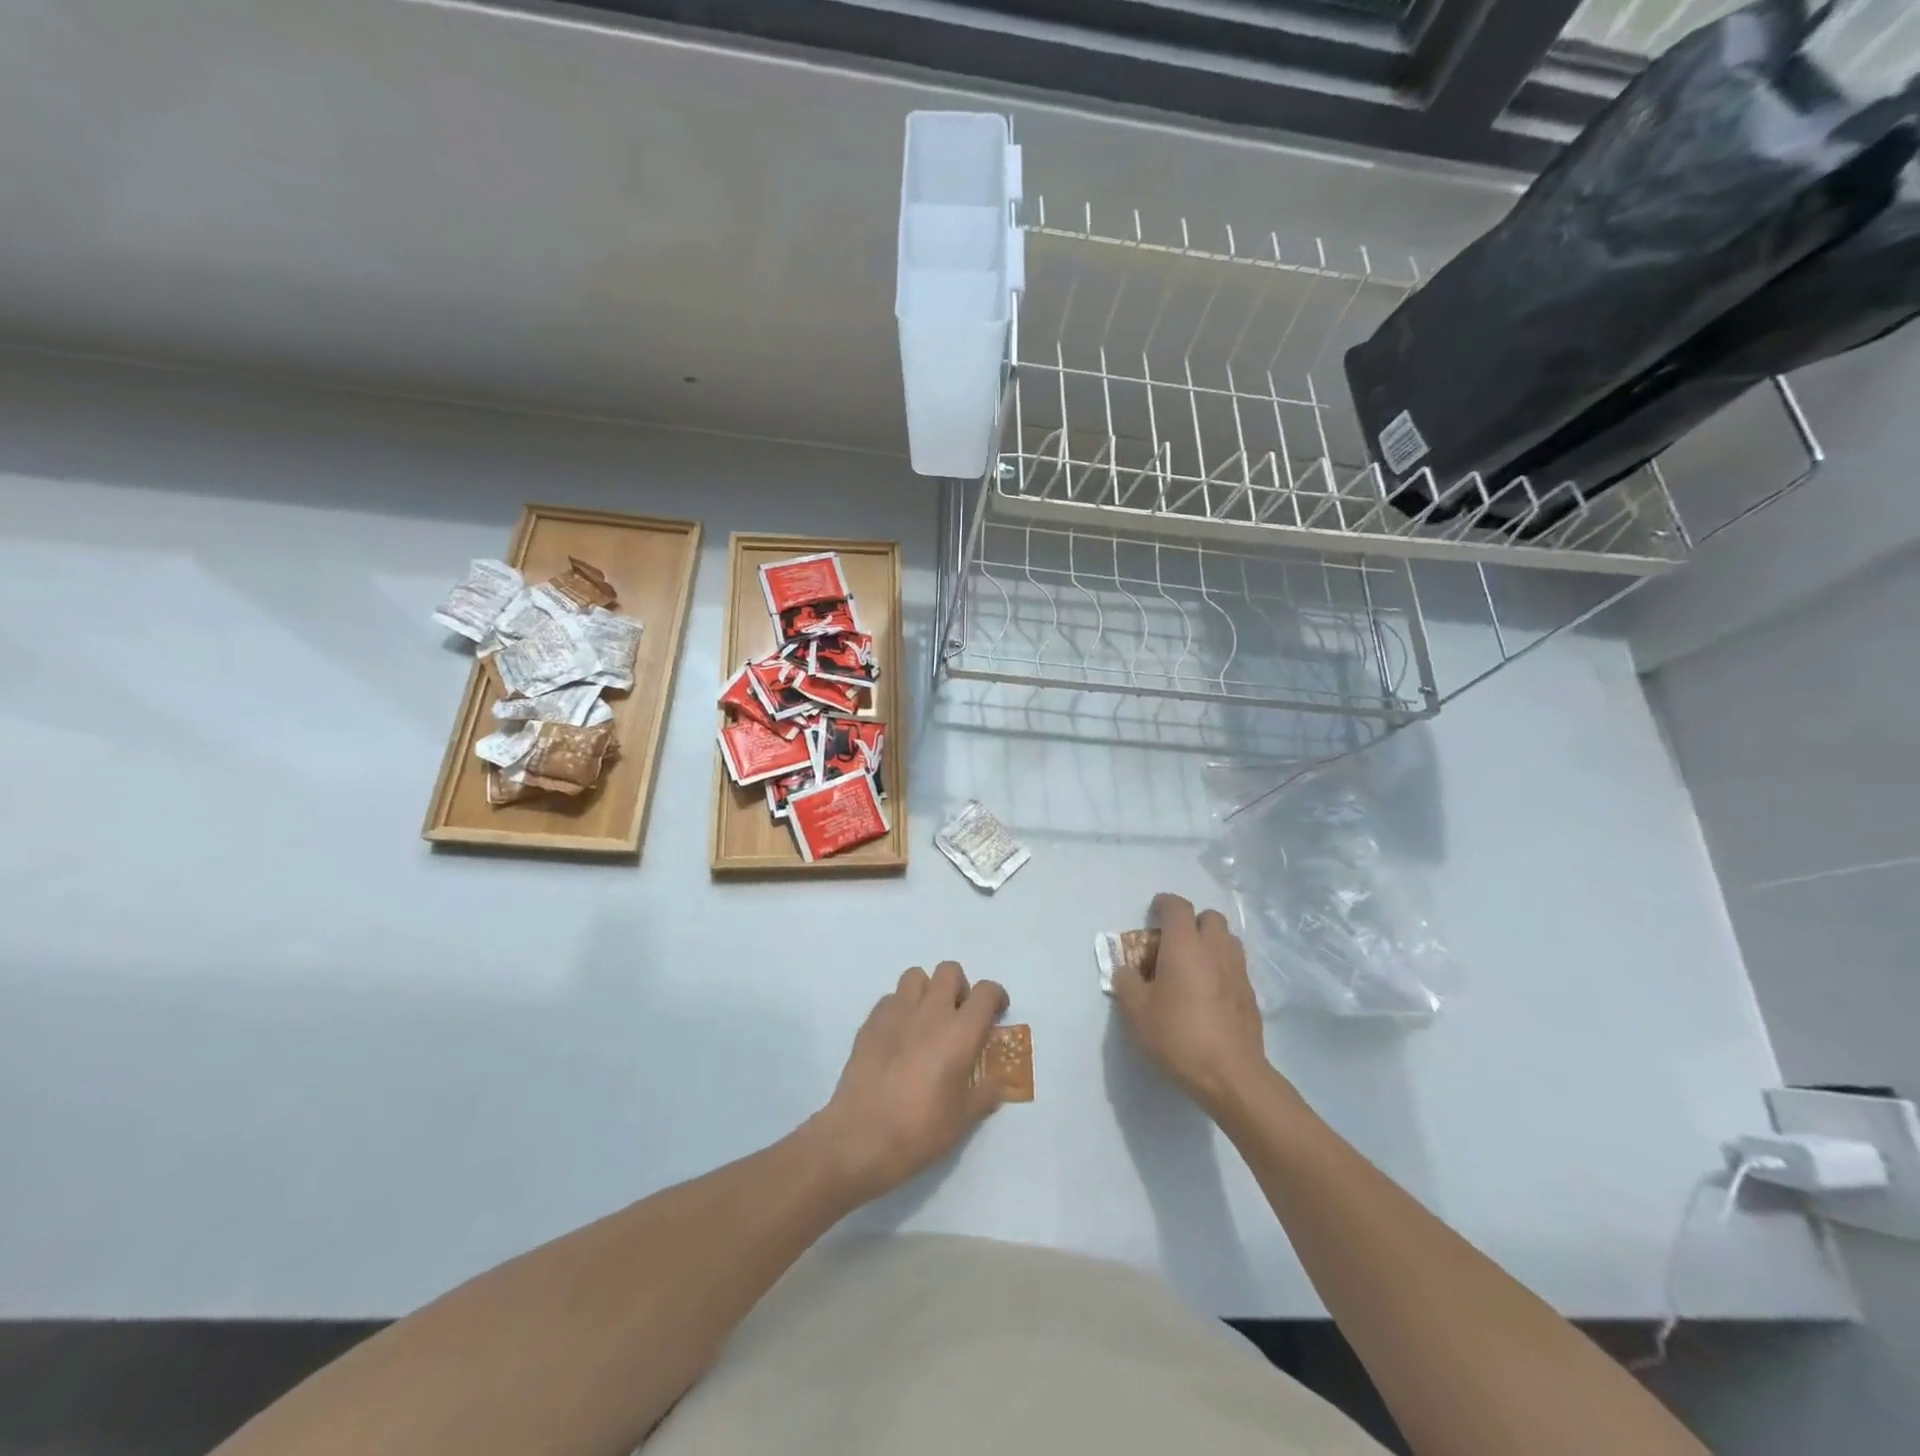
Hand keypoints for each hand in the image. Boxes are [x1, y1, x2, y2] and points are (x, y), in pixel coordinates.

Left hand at [811, 961, 1008, 1203]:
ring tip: (927, 1020)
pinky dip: (900, 1008)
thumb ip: (985, 1092)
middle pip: (950, 971)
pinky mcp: (870, 1021)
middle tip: (958, 1017)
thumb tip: (997, 1082)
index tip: (996, 1013)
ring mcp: (897, 1013)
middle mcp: (930, 1012)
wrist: (861, 1137)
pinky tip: (899, 1036)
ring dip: (927, 991)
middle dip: (959, 987)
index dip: (996, 997)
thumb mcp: (964, 1119)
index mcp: (960, 1032)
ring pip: (916, 976)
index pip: (986, 992)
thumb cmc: (920, 1130)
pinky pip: (890, 998)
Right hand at [1113, 893, 1271, 1117]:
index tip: (1153, 912)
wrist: (1231, 1076)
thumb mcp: (1136, 1012)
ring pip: (1227, 940)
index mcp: (1185, 946)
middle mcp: (1215, 950)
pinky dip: (1222, 968)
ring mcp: (1238, 972)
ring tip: (1193, 965)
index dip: (1164, 904)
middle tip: (1174, 944)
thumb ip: (1126, 983)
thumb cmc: (1178, 1037)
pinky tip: (1209, 992)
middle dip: (1192, 922)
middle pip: (1209, 917)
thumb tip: (1128, 971)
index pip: (1177, 907)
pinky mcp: (1251, 995)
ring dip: (1210, 943)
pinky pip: (1236, 966)